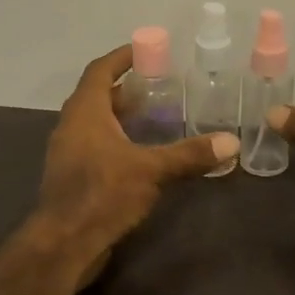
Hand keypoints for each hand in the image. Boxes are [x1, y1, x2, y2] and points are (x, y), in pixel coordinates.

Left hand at [31, 43, 240, 283]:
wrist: (63, 243)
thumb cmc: (102, 194)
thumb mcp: (151, 171)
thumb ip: (189, 155)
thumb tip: (231, 142)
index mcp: (84, 112)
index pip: (99, 71)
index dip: (120, 58)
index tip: (144, 50)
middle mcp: (71, 127)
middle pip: (96, 96)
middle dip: (125, 90)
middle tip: (158, 87)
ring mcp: (68, 154)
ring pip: (95, 124)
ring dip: (120, 117)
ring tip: (155, 119)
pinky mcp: (72, 178)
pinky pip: (94, 148)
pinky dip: (116, 142)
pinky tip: (140, 156)